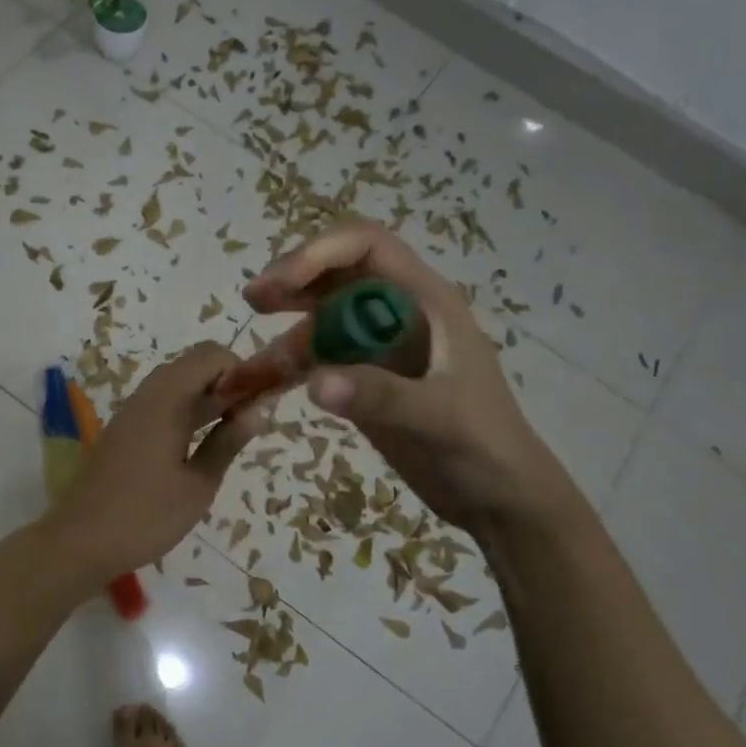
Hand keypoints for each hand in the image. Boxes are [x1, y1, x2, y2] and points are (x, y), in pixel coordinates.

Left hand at [40, 343, 270, 586]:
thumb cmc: (145, 516)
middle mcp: (147, 396)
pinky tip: (200, 445)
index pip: (211, 355)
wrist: (79, 541)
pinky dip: (186, 413)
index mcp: (166, 400)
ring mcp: (131, 413)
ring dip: (207, 399)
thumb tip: (258, 411)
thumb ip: (228, 443)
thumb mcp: (198, 485)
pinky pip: (161, 405)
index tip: (260, 402)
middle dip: (227, 383)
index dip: (241, 370)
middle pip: (193, 366)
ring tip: (233, 433)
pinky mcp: (123, 432)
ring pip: (176, 386)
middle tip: (250, 419)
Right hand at [244, 220, 579, 527]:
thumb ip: (380, 396)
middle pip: (335, 276)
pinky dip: (288, 371)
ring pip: (319, 322)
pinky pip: (318, 361)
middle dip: (292, 282)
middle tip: (255, 301)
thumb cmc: (484, 448)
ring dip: (282, 337)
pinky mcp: (364, 380)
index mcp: (424, 301)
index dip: (319, 253)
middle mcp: (396, 314)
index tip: (281, 283)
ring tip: (246, 369)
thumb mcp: (439, 418)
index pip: (366, 247)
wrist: (500, 498)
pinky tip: (260, 387)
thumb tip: (314, 382)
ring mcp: (378, 348)